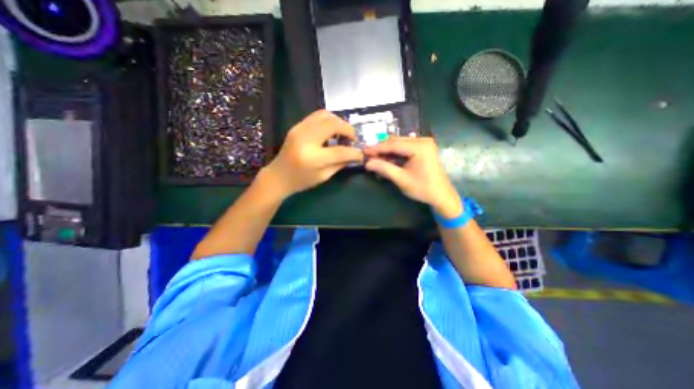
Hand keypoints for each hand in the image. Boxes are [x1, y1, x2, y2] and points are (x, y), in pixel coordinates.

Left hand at [263, 111, 364, 198]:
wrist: (278, 176)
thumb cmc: (301, 181)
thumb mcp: (323, 177)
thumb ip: (340, 164)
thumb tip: (355, 155)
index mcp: (313, 158)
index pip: (340, 151)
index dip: (354, 153)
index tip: (361, 155)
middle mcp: (306, 139)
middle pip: (334, 125)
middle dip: (348, 130)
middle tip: (353, 139)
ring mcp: (299, 129)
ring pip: (326, 115)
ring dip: (339, 122)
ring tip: (343, 134)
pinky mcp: (297, 126)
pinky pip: (317, 116)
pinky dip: (329, 120)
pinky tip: (332, 131)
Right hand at [360, 137, 462, 217]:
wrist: (441, 195)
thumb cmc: (422, 188)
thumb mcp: (401, 179)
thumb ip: (384, 169)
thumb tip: (367, 163)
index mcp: (420, 147)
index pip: (393, 144)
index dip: (377, 148)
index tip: (364, 151)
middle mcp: (423, 140)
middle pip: (396, 141)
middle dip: (381, 148)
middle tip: (367, 154)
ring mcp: (424, 143)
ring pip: (400, 143)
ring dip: (387, 150)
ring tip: (374, 157)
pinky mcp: (424, 148)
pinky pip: (405, 147)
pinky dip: (395, 152)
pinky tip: (386, 158)